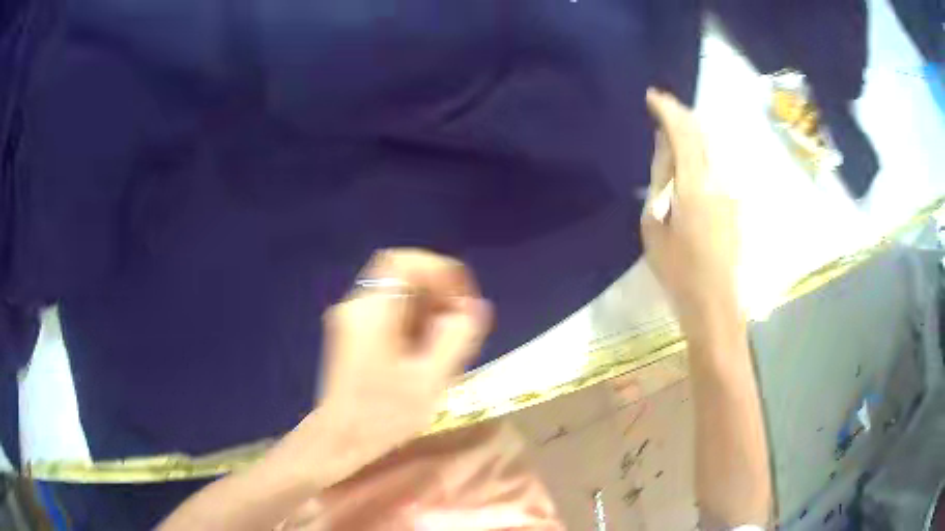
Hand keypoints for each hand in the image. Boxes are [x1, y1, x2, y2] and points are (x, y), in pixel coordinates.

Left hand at [294, 249, 492, 487]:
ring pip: (397, 293)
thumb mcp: (431, 379)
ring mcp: (352, 319)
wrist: (341, 439)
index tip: (461, 300)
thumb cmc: (384, 415)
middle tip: (459, 323)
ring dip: (427, 307)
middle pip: (402, 275)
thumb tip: (475, 307)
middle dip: (437, 292)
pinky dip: (414, 320)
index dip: (439, 271)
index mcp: (372, 311)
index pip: (405, 262)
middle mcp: (357, 306)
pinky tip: (425, 350)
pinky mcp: (353, 333)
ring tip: (446, 340)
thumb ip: (457, 336)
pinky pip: (389, 310)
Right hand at [641, 88, 741, 336]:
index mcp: (695, 186)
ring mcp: (730, 194)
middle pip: (702, 136)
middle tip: (661, 109)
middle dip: (681, 116)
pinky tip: (686, 171)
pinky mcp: (734, 207)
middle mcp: (718, 182)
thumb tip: (665, 154)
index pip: (684, 134)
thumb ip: (661, 184)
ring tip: (670, 137)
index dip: (668, 110)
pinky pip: (713, 171)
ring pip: (709, 153)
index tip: (652, 96)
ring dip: (690, 139)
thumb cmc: (678, 271)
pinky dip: (698, 160)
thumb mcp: (655, 227)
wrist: (716, 305)